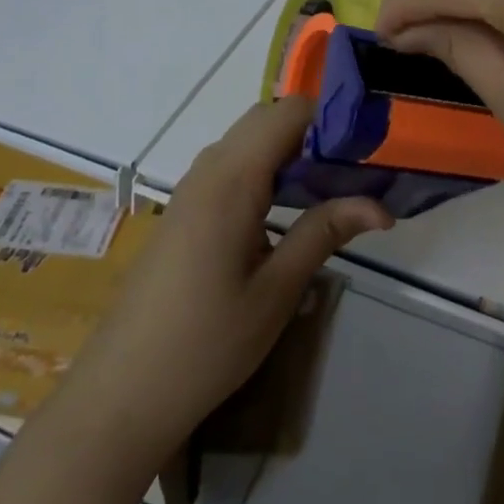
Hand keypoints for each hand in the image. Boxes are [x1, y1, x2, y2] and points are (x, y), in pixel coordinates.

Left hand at [62, 97, 392, 454]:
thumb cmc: (207, 343)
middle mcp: (208, 169)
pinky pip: (230, 166)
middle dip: (314, 132)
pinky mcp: (183, 209)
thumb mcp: (276, 290)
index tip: (368, 145)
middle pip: (267, 119)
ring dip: (289, 151)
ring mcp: (191, 188)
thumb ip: (324, 233)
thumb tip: (380, 206)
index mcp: (233, 179)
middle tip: (354, 169)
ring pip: (247, 141)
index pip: (288, 113)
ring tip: (331, 188)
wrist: (123, 391)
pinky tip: (286, 210)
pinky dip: (265, 170)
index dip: (331, 117)